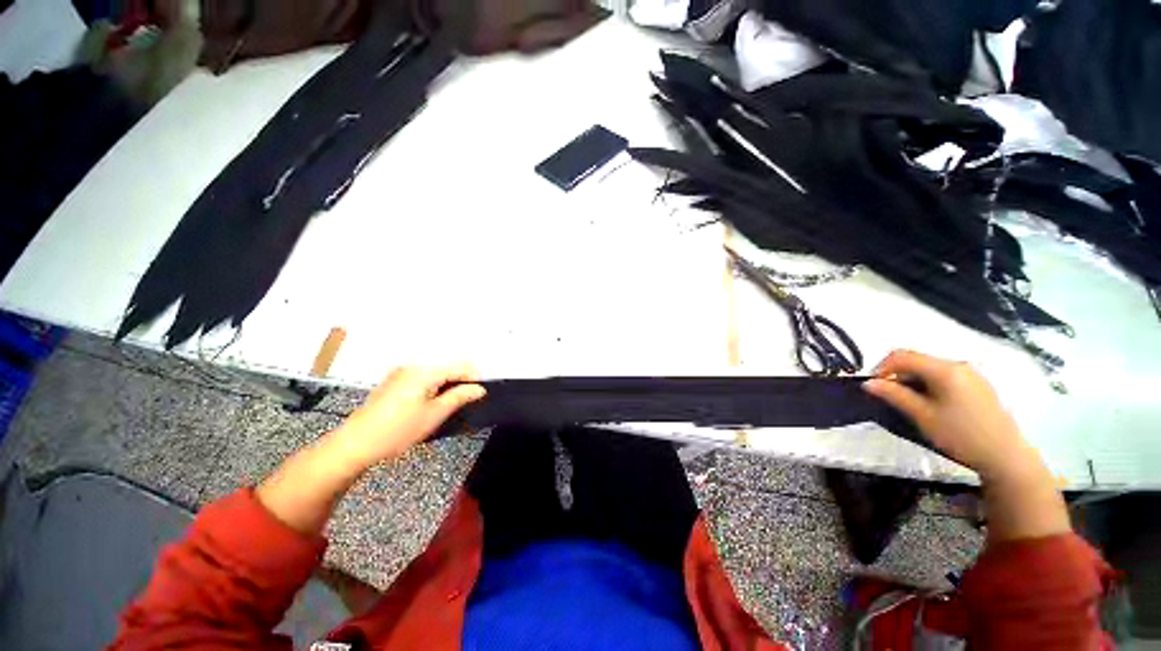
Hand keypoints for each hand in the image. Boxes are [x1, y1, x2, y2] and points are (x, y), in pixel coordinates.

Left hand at [330, 364, 485, 469]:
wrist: (354, 444)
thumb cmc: (398, 430)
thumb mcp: (434, 415)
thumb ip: (460, 397)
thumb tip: (479, 388)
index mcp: (425, 371)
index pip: (460, 366)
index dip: (475, 377)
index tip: (482, 393)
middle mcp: (413, 366)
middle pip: (446, 368)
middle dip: (460, 382)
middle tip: (466, 402)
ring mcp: (400, 373)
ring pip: (434, 374)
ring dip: (446, 386)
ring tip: (449, 406)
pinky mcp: (392, 383)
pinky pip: (421, 379)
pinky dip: (431, 388)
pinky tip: (428, 405)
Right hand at [862, 350, 1040, 481]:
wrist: (1006, 457)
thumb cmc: (961, 435)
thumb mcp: (922, 416)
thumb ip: (894, 395)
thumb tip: (868, 383)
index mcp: (944, 369)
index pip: (902, 356)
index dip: (881, 367)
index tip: (873, 387)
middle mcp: (958, 365)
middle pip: (916, 360)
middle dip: (896, 374)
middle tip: (887, 396)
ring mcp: (970, 374)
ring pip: (929, 368)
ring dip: (911, 380)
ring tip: (907, 402)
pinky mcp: (977, 385)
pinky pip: (943, 376)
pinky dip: (927, 384)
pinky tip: (929, 404)